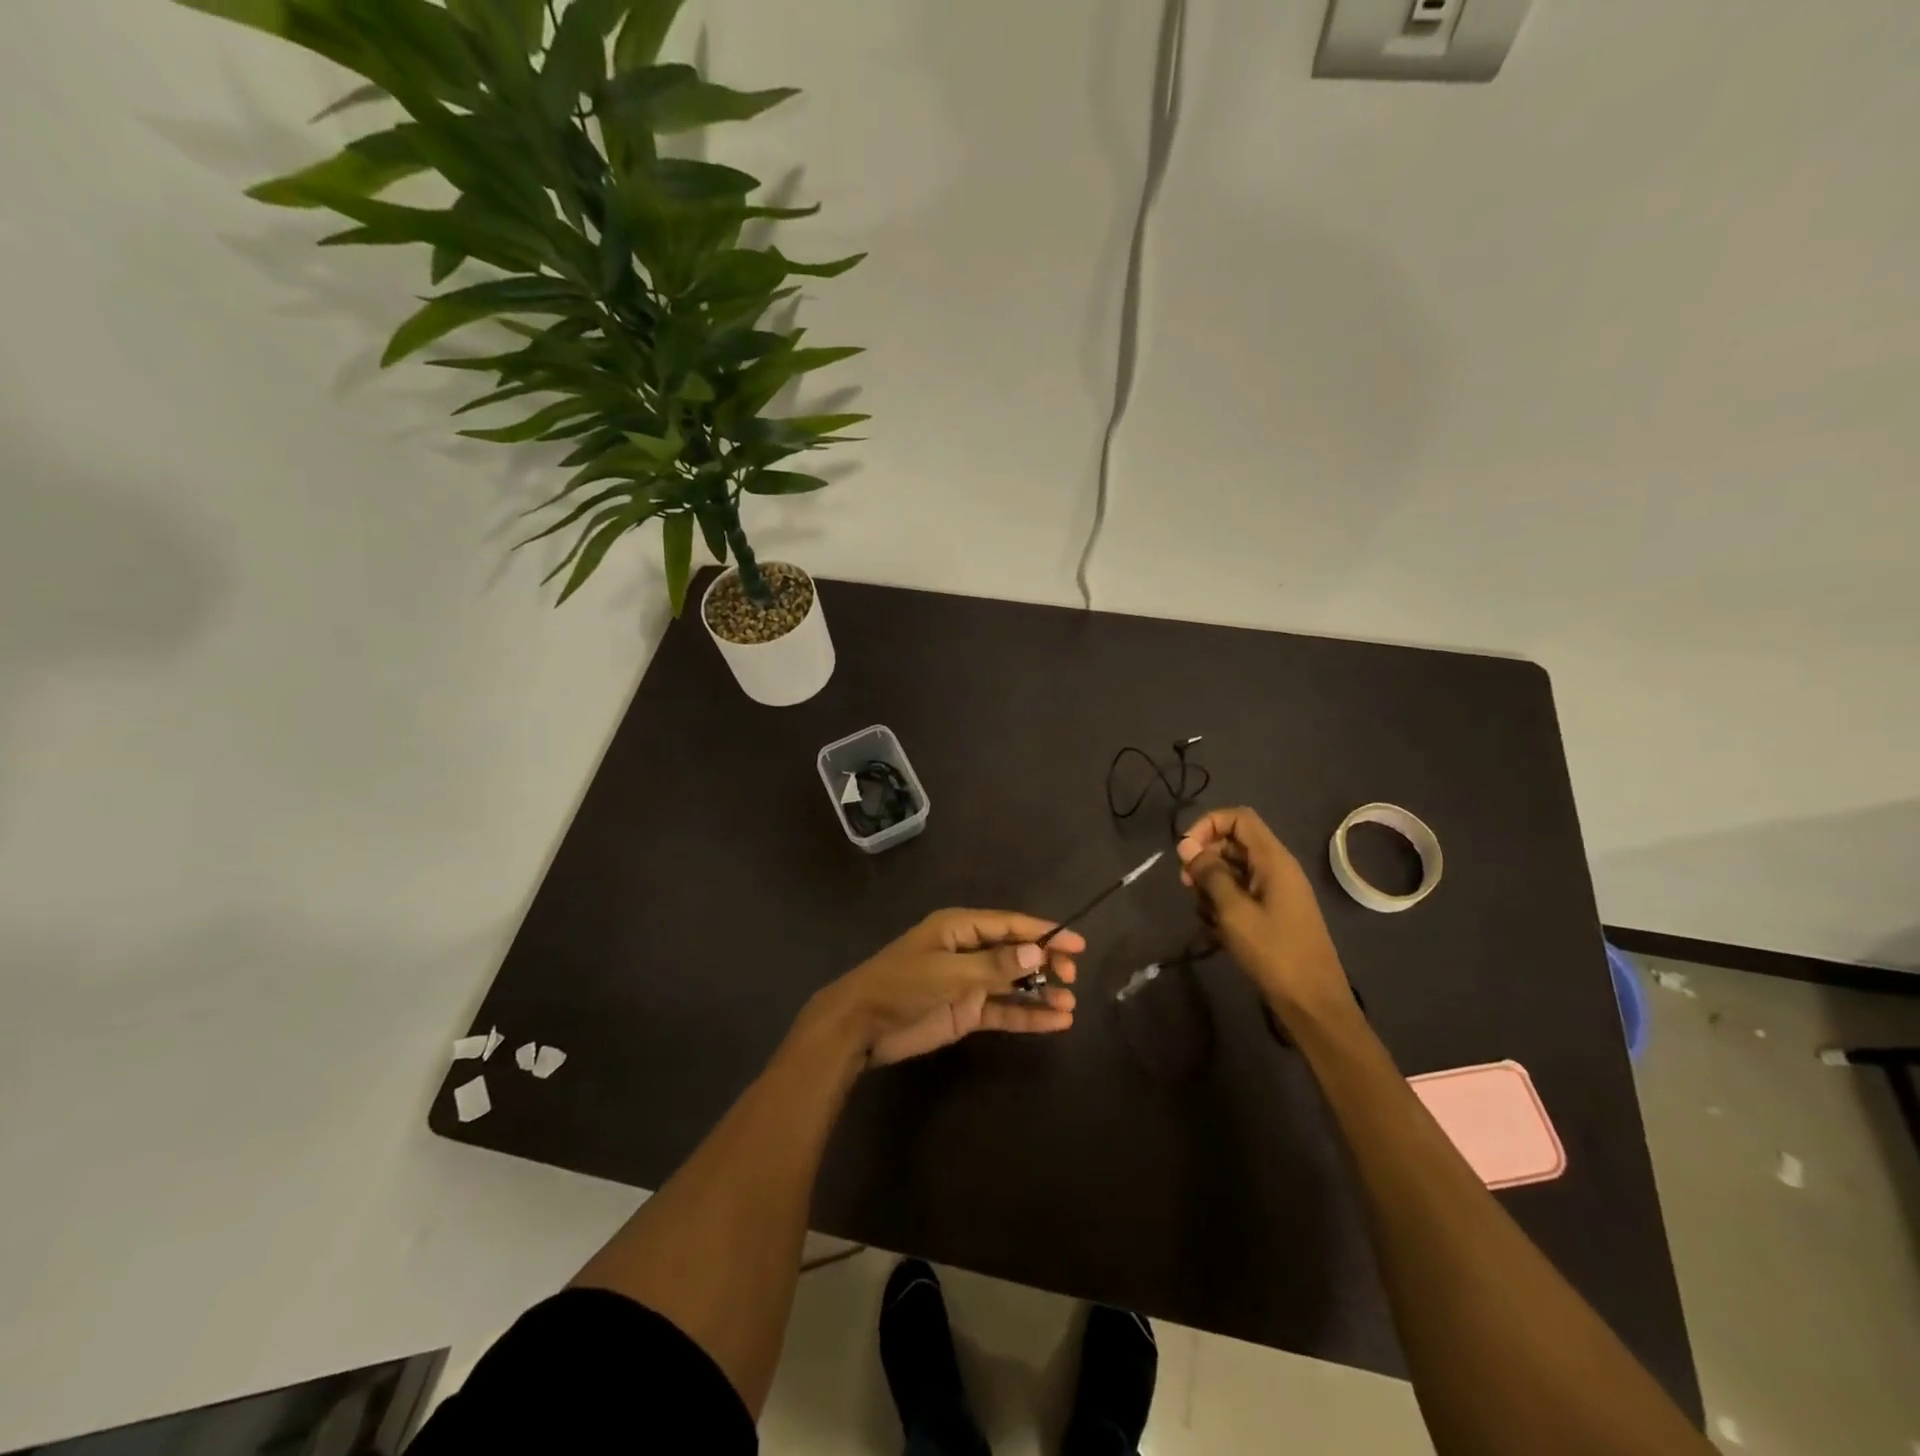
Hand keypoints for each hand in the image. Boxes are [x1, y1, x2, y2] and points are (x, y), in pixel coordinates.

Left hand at [809, 909, 1082, 1066]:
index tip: (1078, 944)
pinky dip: (1028, 1015)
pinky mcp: (967, 1012)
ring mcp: (969, 982)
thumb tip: (1038, 952)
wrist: (861, 1026)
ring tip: (1070, 1003)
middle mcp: (969, 951)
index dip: (1044, 933)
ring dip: (1041, 991)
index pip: (1010, 925)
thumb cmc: (902, 986)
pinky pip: (1004, 1011)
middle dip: (1046, 962)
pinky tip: (1056, 1022)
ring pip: (1014, 983)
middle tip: (1072, 977)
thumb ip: (994, 965)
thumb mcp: (948, 973)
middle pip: (1016, 952)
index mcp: (960, 928)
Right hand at [1177, 807, 1356, 1026]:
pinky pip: (1241, 894)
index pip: (1238, 818)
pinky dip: (1223, 904)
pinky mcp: (1272, 913)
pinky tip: (1216, 930)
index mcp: (1273, 860)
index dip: (1208, 825)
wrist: (1313, 1003)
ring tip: (1204, 915)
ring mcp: (1276, 892)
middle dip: (1205, 858)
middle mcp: (1276, 868)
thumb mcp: (1234, 911)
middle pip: (1233, 843)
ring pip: (1233, 870)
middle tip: (1186, 885)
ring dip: (1211, 885)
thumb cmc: (1274, 953)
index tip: (1185, 851)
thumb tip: (1187, 845)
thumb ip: (1210, 874)